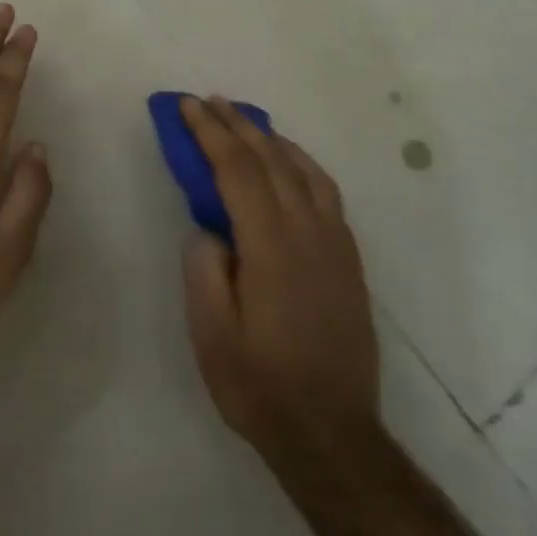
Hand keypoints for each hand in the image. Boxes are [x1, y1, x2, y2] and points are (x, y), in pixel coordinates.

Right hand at [179, 97, 380, 467]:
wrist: (333, 434)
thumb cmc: (261, 386)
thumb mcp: (212, 335)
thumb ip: (205, 270)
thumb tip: (210, 228)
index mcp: (270, 247)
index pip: (237, 171)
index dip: (210, 133)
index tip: (188, 106)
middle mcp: (308, 233)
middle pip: (271, 160)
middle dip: (237, 125)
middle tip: (209, 101)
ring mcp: (334, 244)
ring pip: (303, 170)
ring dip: (271, 138)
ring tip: (245, 121)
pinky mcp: (348, 259)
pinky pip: (326, 192)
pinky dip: (302, 163)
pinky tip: (290, 163)